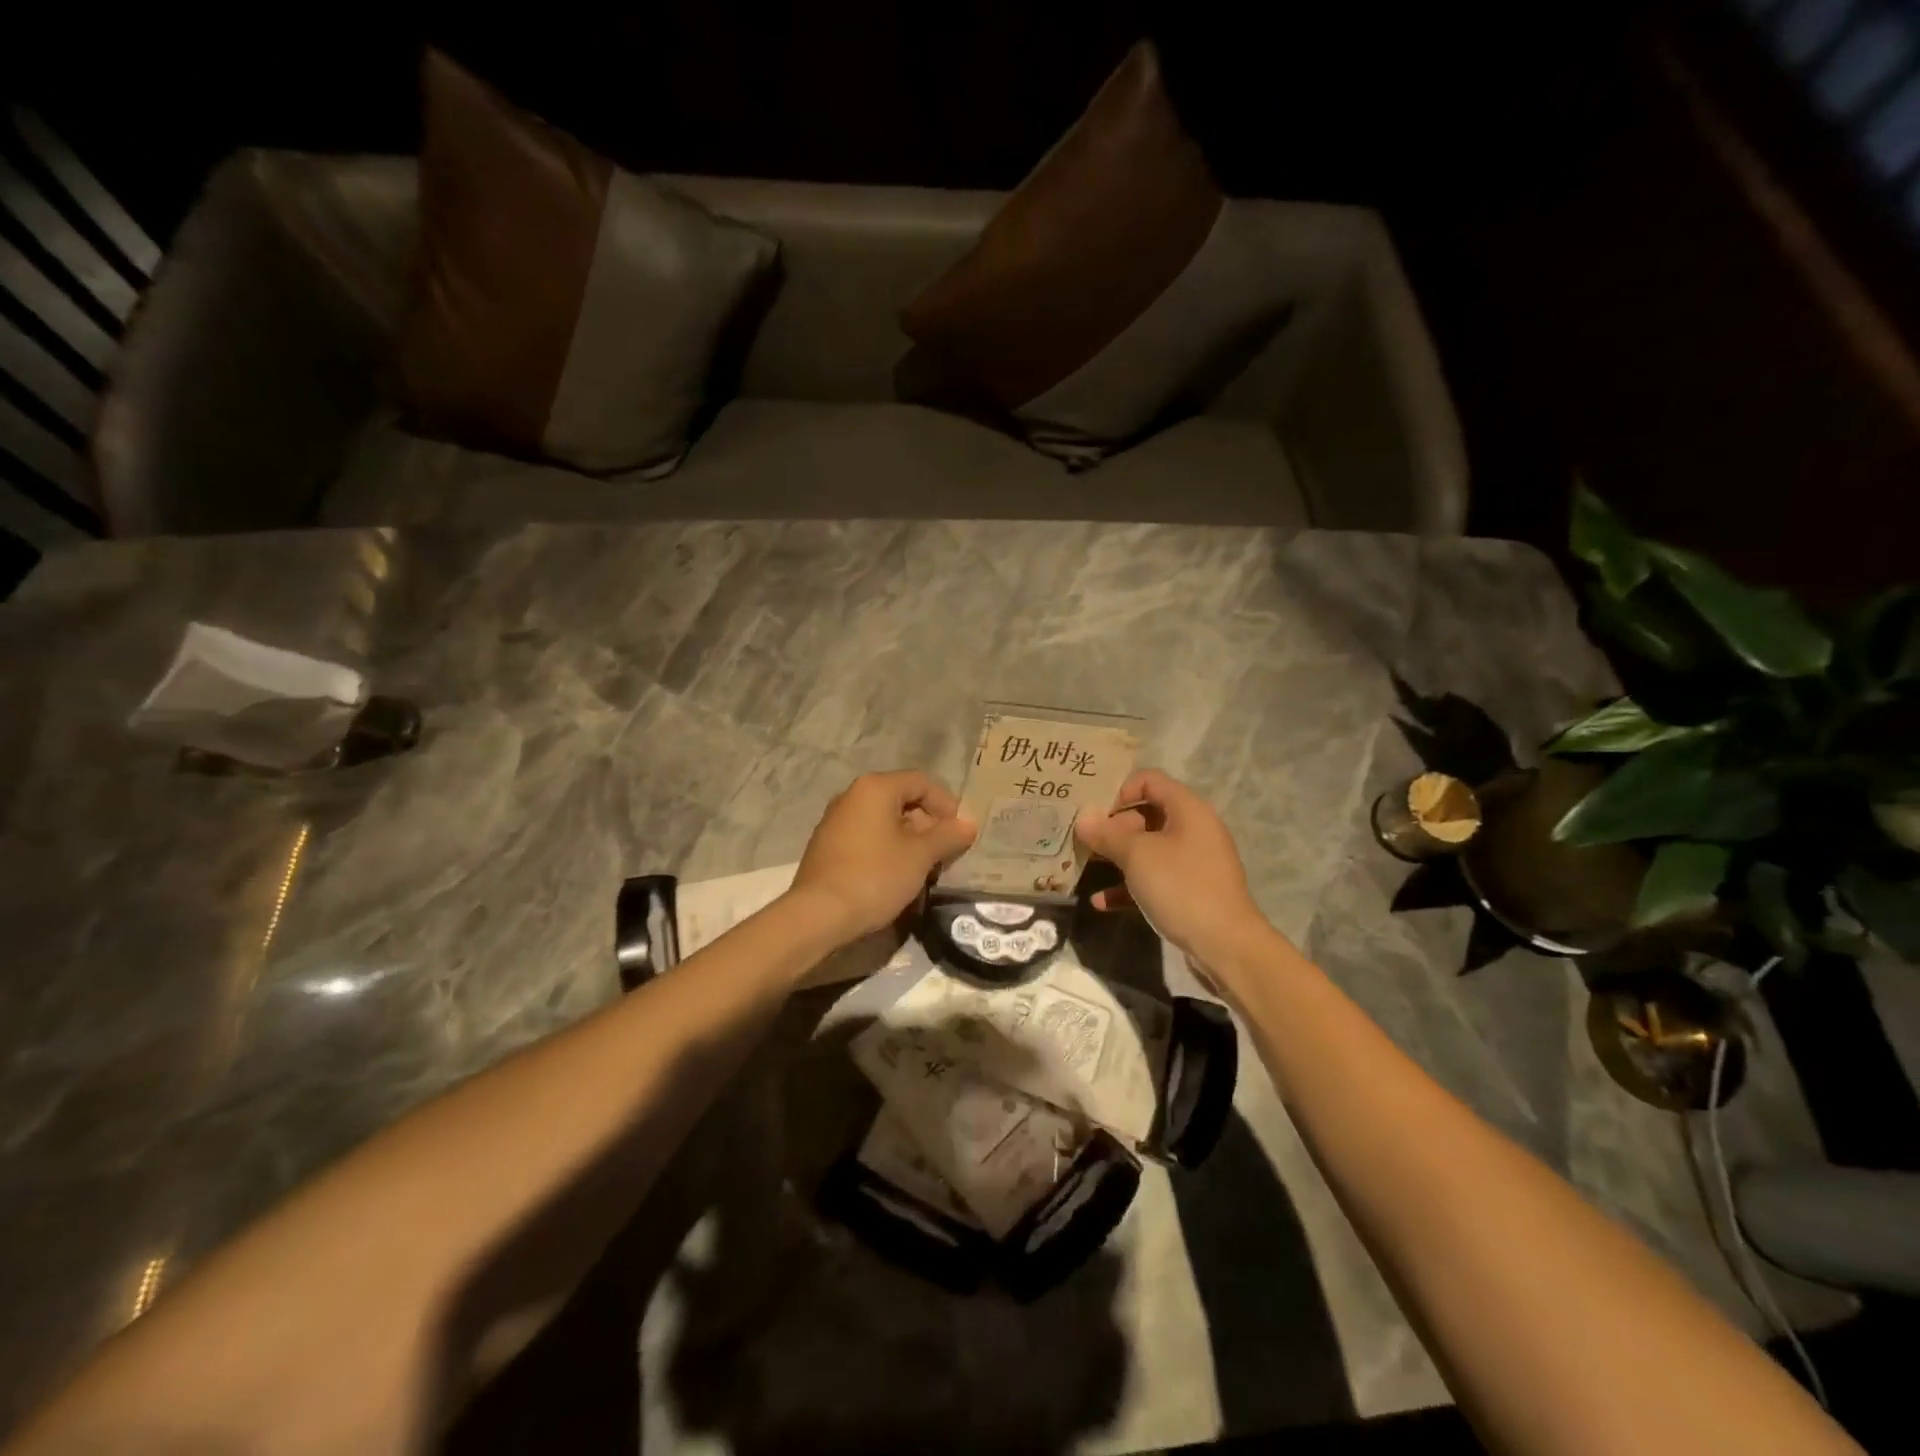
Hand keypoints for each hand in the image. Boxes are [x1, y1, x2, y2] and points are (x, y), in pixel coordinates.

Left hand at [789, 770, 976, 940]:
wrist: (818, 915)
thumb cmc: (874, 876)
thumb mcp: (920, 856)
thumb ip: (948, 836)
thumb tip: (968, 825)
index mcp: (875, 788)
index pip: (922, 782)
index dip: (947, 805)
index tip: (960, 834)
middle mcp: (852, 796)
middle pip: (903, 799)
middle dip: (929, 825)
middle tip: (945, 854)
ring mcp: (836, 820)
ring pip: (885, 820)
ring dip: (910, 840)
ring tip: (924, 868)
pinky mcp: (828, 845)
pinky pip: (868, 836)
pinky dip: (888, 849)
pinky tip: (896, 875)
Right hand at [1074, 769, 1270, 968]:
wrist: (1225, 945)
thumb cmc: (1181, 887)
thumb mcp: (1138, 855)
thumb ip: (1107, 834)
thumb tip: (1083, 819)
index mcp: (1188, 810)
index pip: (1149, 780)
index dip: (1119, 790)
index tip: (1094, 812)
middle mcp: (1193, 830)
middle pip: (1146, 815)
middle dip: (1112, 827)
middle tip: (1083, 840)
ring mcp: (1193, 863)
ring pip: (1148, 849)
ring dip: (1116, 857)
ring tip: (1085, 866)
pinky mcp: (1190, 892)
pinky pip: (1154, 879)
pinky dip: (1129, 886)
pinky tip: (1101, 902)